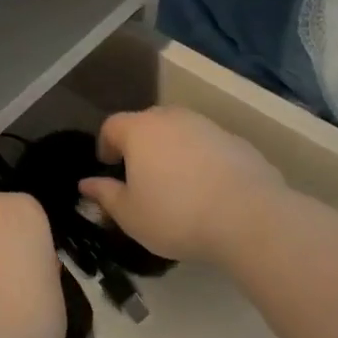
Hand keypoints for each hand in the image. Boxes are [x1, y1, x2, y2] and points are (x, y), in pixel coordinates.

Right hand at [81, 108, 288, 263]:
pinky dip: (202, 160)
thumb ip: (105, 195)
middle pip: (146, 124)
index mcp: (139, 130)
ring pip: (180, 132)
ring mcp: (207, 127)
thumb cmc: (176, 215)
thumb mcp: (130, 215)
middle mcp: (171, 118)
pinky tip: (209, 190)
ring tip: (177, 184)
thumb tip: (86, 184)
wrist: (251, 218)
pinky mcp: (237, 142)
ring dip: (173, 151)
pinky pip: (209, 146)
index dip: (105, 144)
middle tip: (141, 175)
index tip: (109, 166)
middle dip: (139, 144)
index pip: (111, 125)